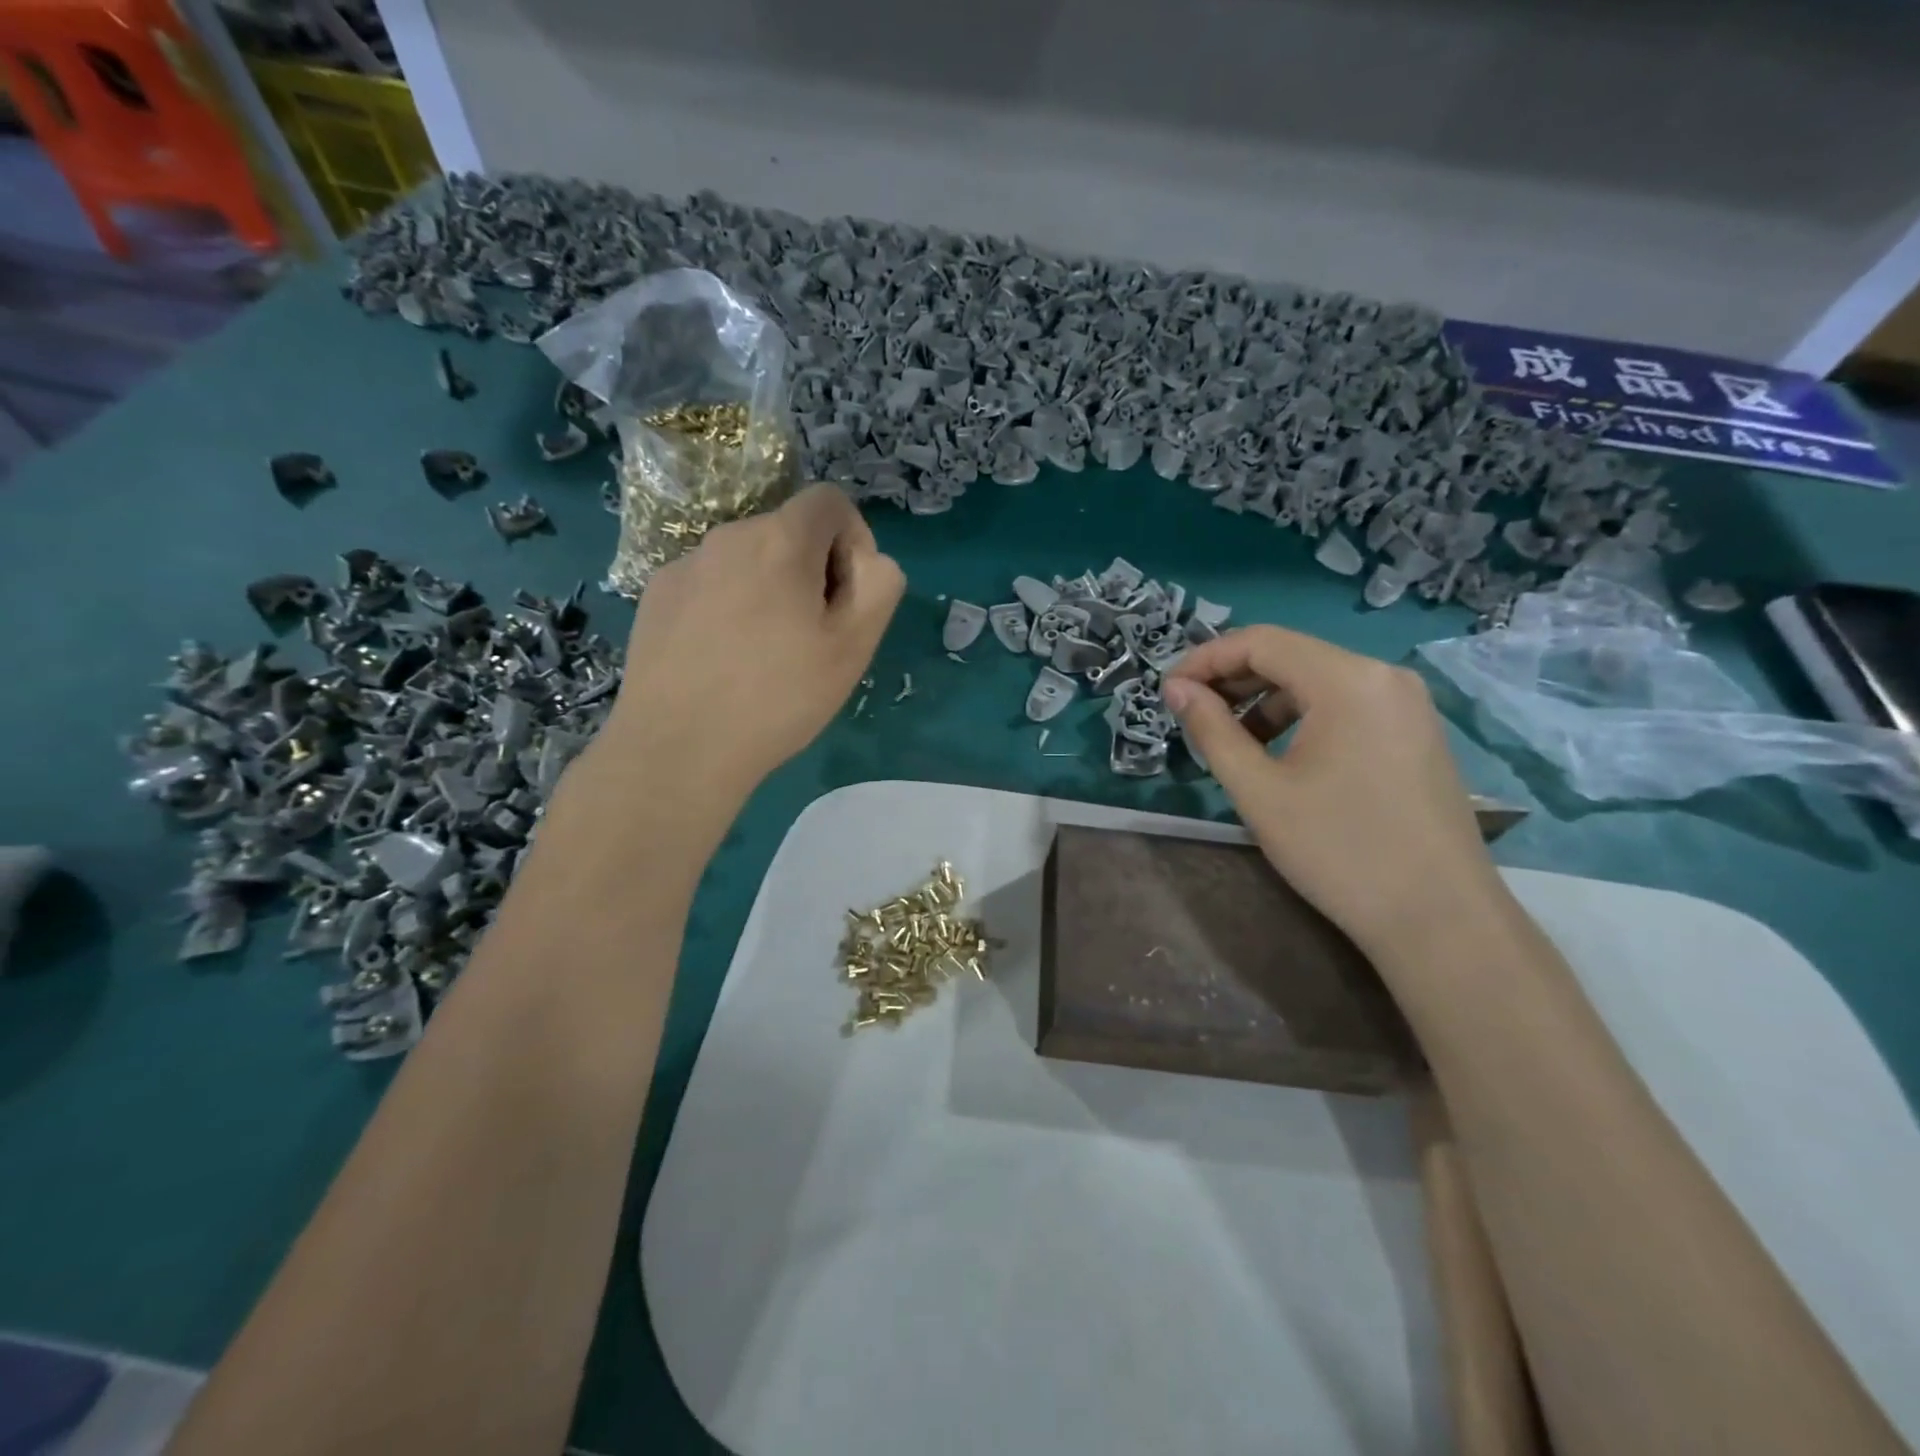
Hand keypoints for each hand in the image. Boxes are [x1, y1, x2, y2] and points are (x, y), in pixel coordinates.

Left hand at [599, 484, 903, 808]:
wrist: (678, 748)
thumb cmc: (778, 698)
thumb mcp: (854, 647)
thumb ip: (879, 586)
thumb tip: (869, 562)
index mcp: (781, 541)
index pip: (830, 501)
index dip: (854, 539)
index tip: (849, 595)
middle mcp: (728, 537)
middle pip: (788, 532)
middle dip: (812, 570)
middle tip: (812, 636)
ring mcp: (684, 565)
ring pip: (747, 560)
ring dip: (769, 589)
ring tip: (764, 654)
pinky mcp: (656, 596)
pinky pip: (710, 584)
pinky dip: (728, 605)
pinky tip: (721, 659)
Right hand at [1163, 626, 1503, 959]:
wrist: (1439, 920)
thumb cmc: (1339, 850)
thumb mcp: (1259, 790)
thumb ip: (1211, 730)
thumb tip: (1176, 688)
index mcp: (1348, 680)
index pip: (1260, 641)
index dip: (1205, 659)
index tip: (1167, 691)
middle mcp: (1383, 676)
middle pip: (1290, 656)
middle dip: (1232, 680)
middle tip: (1189, 714)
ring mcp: (1406, 704)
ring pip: (1317, 682)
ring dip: (1263, 701)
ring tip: (1230, 741)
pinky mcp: (1415, 733)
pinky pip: (1344, 706)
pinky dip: (1300, 718)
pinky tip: (1278, 755)